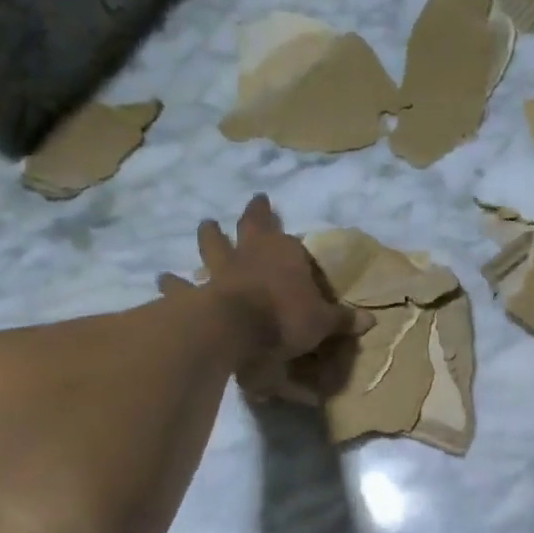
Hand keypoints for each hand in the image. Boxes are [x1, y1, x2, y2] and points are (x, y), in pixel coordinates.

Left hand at [163, 196, 366, 401]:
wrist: (239, 329)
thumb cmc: (287, 317)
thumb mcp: (323, 321)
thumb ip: (342, 320)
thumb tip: (370, 322)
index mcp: (283, 253)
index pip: (280, 231)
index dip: (271, 217)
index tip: (266, 203)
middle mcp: (250, 254)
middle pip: (244, 228)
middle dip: (246, 218)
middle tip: (244, 206)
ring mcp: (220, 273)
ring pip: (211, 248)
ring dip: (208, 238)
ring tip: (205, 226)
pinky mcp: (198, 295)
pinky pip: (183, 287)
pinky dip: (173, 285)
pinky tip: (162, 280)